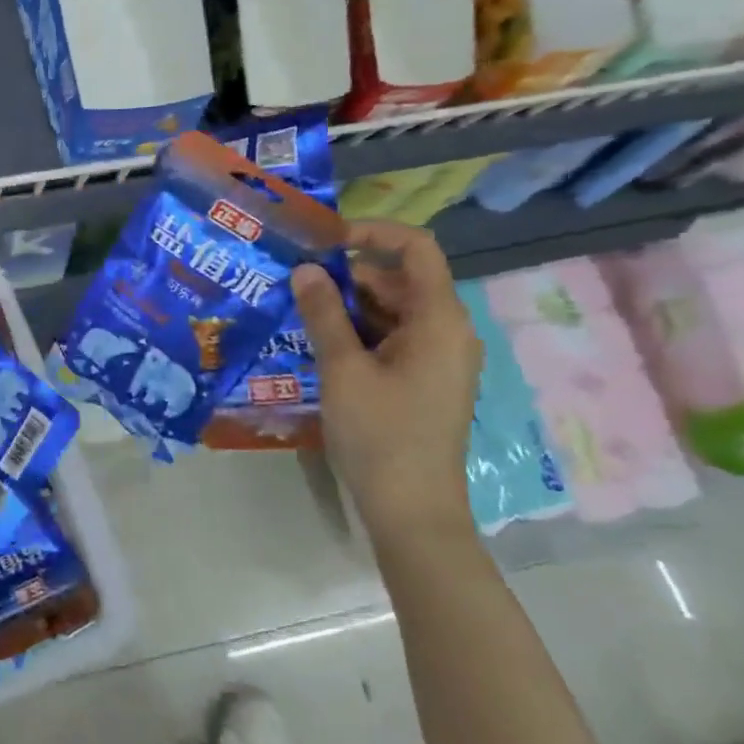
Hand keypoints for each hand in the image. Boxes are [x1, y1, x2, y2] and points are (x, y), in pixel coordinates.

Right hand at [291, 221, 482, 550]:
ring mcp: (437, 358)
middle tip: (296, 282)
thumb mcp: (343, 369)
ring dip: (349, 305)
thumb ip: (323, 313)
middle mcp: (447, 331)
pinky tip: (320, 343)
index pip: (416, 248)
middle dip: (348, 274)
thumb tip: (305, 269)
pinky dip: (359, 332)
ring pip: (393, 310)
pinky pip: (393, 338)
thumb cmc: (380, 434)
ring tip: (299, 311)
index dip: (372, 233)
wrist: (412, 510)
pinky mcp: (424, 380)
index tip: (324, 243)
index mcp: (440, 319)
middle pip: (400, 279)